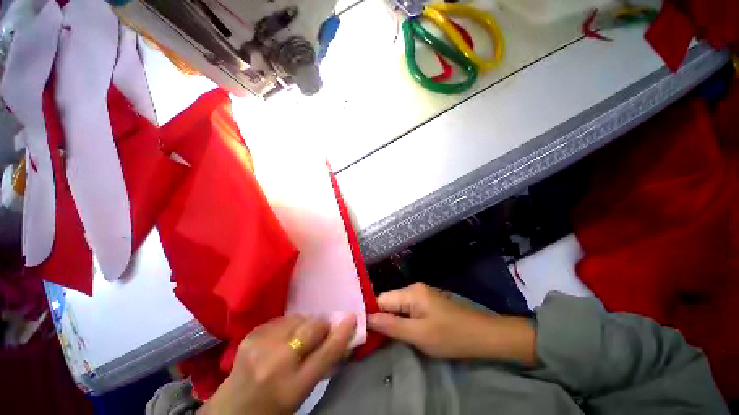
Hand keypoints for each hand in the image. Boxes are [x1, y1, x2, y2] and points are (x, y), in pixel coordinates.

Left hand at [201, 315, 355, 414]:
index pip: (326, 353)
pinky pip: (282, 319)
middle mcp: (278, 362)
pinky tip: (282, 337)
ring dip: (304, 324)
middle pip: (313, 328)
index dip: (342, 333)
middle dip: (322, 325)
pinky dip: (288, 325)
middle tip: (323, 329)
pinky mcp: (252, 335)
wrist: (231, 411)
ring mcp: (262, 345)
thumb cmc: (273, 407)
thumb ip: (322, 365)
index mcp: (293, 386)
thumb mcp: (302, 393)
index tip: (351, 317)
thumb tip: (341, 337)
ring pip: (298, 318)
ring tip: (298, 336)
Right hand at [368, 283, 535, 363]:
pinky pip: (407, 309)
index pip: (381, 299)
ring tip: (383, 337)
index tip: (362, 331)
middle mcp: (413, 288)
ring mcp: (421, 294)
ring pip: (397, 306)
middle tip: (372, 339)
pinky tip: (399, 330)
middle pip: (389, 301)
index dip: (371, 314)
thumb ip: (391, 326)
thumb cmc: (450, 336)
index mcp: (411, 292)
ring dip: (391, 320)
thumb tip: (367, 319)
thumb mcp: (419, 335)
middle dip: (381, 319)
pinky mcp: (426, 302)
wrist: (482, 335)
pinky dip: (401, 320)